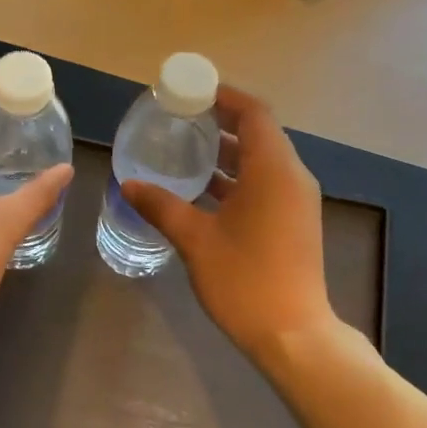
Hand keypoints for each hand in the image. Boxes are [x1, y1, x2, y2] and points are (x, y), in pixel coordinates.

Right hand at [123, 86, 334, 358]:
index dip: (224, 96)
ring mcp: (296, 200)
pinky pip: (266, 183)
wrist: (293, 334)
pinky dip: (237, 178)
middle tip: (180, 120)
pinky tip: (204, 190)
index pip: (254, 113)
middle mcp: (292, 176)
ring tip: (186, 150)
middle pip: (259, 133)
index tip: (190, 93)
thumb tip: (129, 184)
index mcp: (274, 170)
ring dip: (228, 153)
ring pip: (262, 160)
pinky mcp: (294, 221)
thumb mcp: (196, 240)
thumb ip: (162, 206)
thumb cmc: (245, 280)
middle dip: (221, 122)